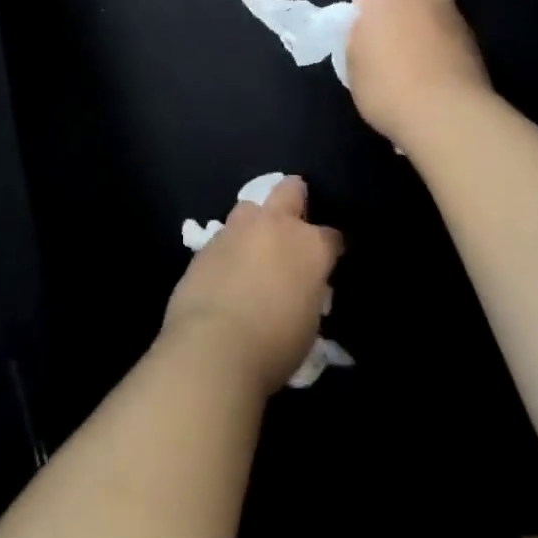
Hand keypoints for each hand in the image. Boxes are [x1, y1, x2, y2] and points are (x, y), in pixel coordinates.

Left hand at [163, 176, 342, 393]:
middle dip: (295, 198)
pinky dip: (230, 247)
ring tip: (255, 243)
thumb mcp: (309, 322)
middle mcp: (275, 226)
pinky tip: (227, 268)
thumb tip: (299, 288)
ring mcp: (237, 230)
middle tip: (294, 218)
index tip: (328, 260)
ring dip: (256, 221)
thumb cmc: (275, 344)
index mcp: (310, 246)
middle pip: (290, 191)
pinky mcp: (206, 244)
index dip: (331, 248)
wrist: (214, 346)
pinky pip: (224, 235)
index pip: (331, 236)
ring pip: (250, 207)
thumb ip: (307, 292)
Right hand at [346, 0, 491, 147]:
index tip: (361, 50)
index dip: (359, 25)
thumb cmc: (386, 86)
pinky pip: (445, 38)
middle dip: (393, 22)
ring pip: (425, 19)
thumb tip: (369, 37)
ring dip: (419, 35)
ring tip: (413, 72)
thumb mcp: (351, 65)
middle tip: (384, 57)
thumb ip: (357, 40)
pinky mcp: (475, 37)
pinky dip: (439, 51)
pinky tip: (434, 80)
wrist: (447, 114)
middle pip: (399, 3)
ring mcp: (452, 12)